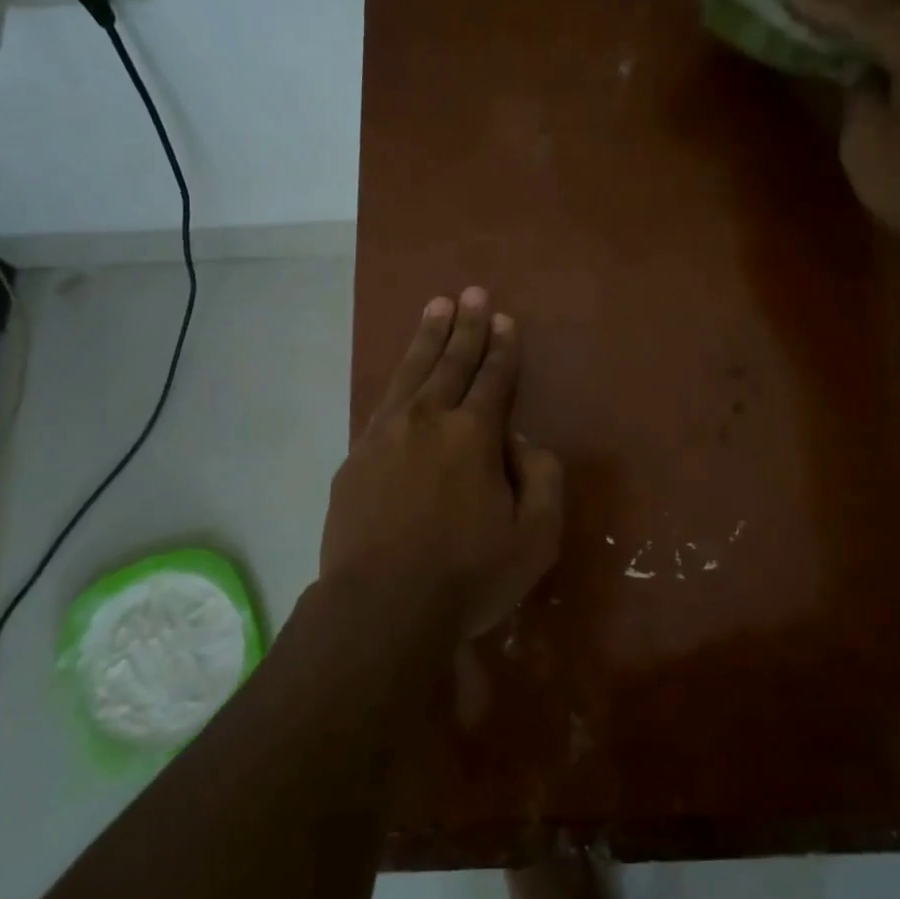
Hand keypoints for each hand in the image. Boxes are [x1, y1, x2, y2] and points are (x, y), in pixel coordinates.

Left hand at [321, 288, 563, 640]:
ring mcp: (386, 435)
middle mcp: (429, 420)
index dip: (502, 348)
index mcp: (474, 435)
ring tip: (437, 306)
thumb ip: (542, 478)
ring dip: (428, 337)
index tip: (504, 318)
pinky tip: (402, 372)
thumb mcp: (536, 537)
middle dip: (467, 326)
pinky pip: (383, 402)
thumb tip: (520, 441)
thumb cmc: (467, 576)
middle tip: (473, 291)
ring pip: (412, 372)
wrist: (380, 607)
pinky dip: (397, 378)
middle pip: (452, 362)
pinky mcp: (357, 457)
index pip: (494, 379)